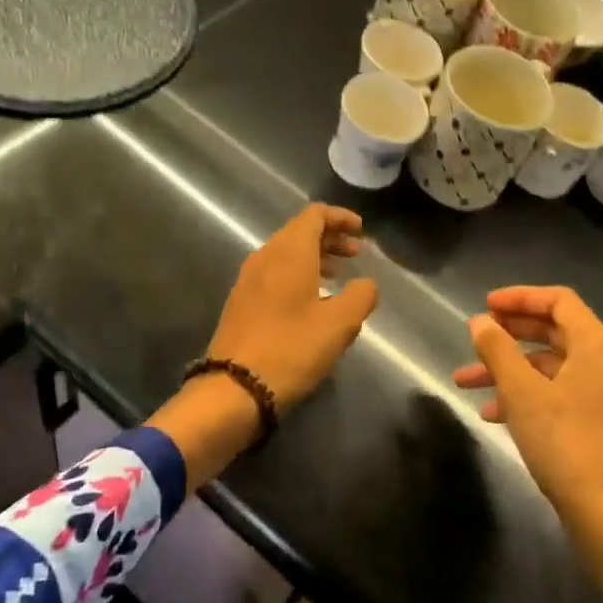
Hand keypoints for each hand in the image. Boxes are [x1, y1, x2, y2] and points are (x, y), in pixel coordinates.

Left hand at [208, 204, 378, 411]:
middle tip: (356, 254)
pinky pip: (274, 272)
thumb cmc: (292, 349)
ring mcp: (248, 279)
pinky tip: (311, 299)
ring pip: (285, 253)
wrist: (235, 387)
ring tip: (338, 276)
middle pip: (299, 231)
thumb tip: (366, 284)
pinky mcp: (241, 301)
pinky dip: (297, 274)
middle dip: (330, 237)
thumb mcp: (339, 324)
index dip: (340, 217)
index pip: (314, 215)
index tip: (361, 230)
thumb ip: (361, 296)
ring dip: (314, 257)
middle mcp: (265, 257)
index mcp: (289, 253)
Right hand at [454, 287, 602, 602]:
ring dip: (511, 372)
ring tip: (467, 385)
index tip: (484, 306)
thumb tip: (480, 322)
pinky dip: (530, 398)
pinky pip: (563, 397)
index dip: (520, 297)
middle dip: (510, 336)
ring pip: (554, 369)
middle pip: (556, 333)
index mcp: (598, 346)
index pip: (559, 301)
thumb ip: (498, 351)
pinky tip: (496, 417)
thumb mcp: (522, 394)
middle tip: (475, 339)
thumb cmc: (568, 446)